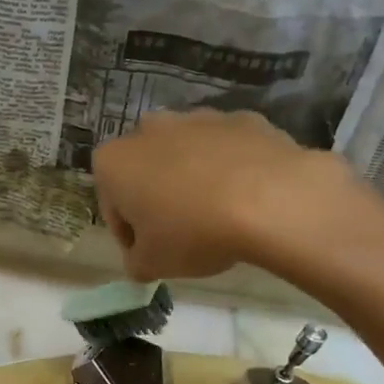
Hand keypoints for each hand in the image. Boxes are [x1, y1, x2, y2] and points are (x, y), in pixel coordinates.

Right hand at [93, 109, 354, 278]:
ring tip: (218, 216)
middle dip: (158, 197)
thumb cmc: (193, 232)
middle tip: (181, 233)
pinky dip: (231, 168)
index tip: (149, 254)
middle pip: (147, 170)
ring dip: (193, 179)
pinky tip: (248, 198)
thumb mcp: (152, 265)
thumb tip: (141, 259)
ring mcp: (198, 118)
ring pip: (187, 154)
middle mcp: (149, 129)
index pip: (112, 205)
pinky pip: (228, 149)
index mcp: (115, 161)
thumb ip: (136, 262)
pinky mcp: (242, 119)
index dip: (129, 234)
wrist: (271, 200)